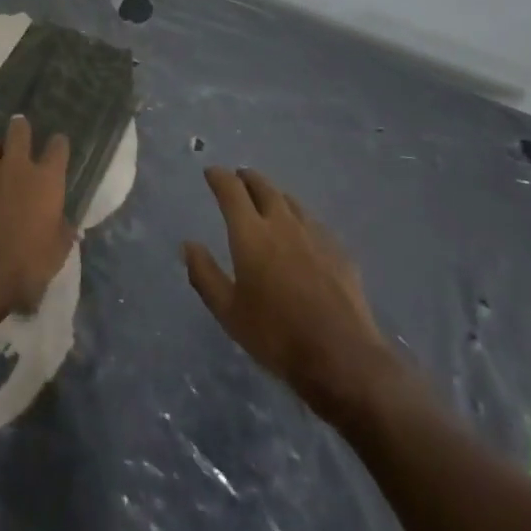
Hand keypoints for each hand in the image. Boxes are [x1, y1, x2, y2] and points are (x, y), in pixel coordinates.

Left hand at [0, 115, 75, 327]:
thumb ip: (63, 233)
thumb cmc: (24, 267)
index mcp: (46, 181)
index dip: (58, 145)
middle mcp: (16, 167)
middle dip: (20, 129)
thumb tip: (67, 225)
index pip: (58, 147)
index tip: (57, 147)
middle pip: (19, 130)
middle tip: (20, 134)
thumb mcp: (56, 255)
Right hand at [184, 167, 405, 419]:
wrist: (342, 358)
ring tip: (268, 200)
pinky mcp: (339, 251)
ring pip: (291, 202)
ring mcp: (315, 235)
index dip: (219, 177)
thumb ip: (205, 274)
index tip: (211, 172)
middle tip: (239, 178)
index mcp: (251, 234)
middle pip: (264, 187)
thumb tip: (188, 245)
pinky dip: (299, 219)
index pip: (231, 190)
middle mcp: (282, 224)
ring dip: (275, 195)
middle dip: (247, 178)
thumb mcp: (228, 312)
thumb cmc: (276, 335)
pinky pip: (313, 223)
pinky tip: (302, 233)